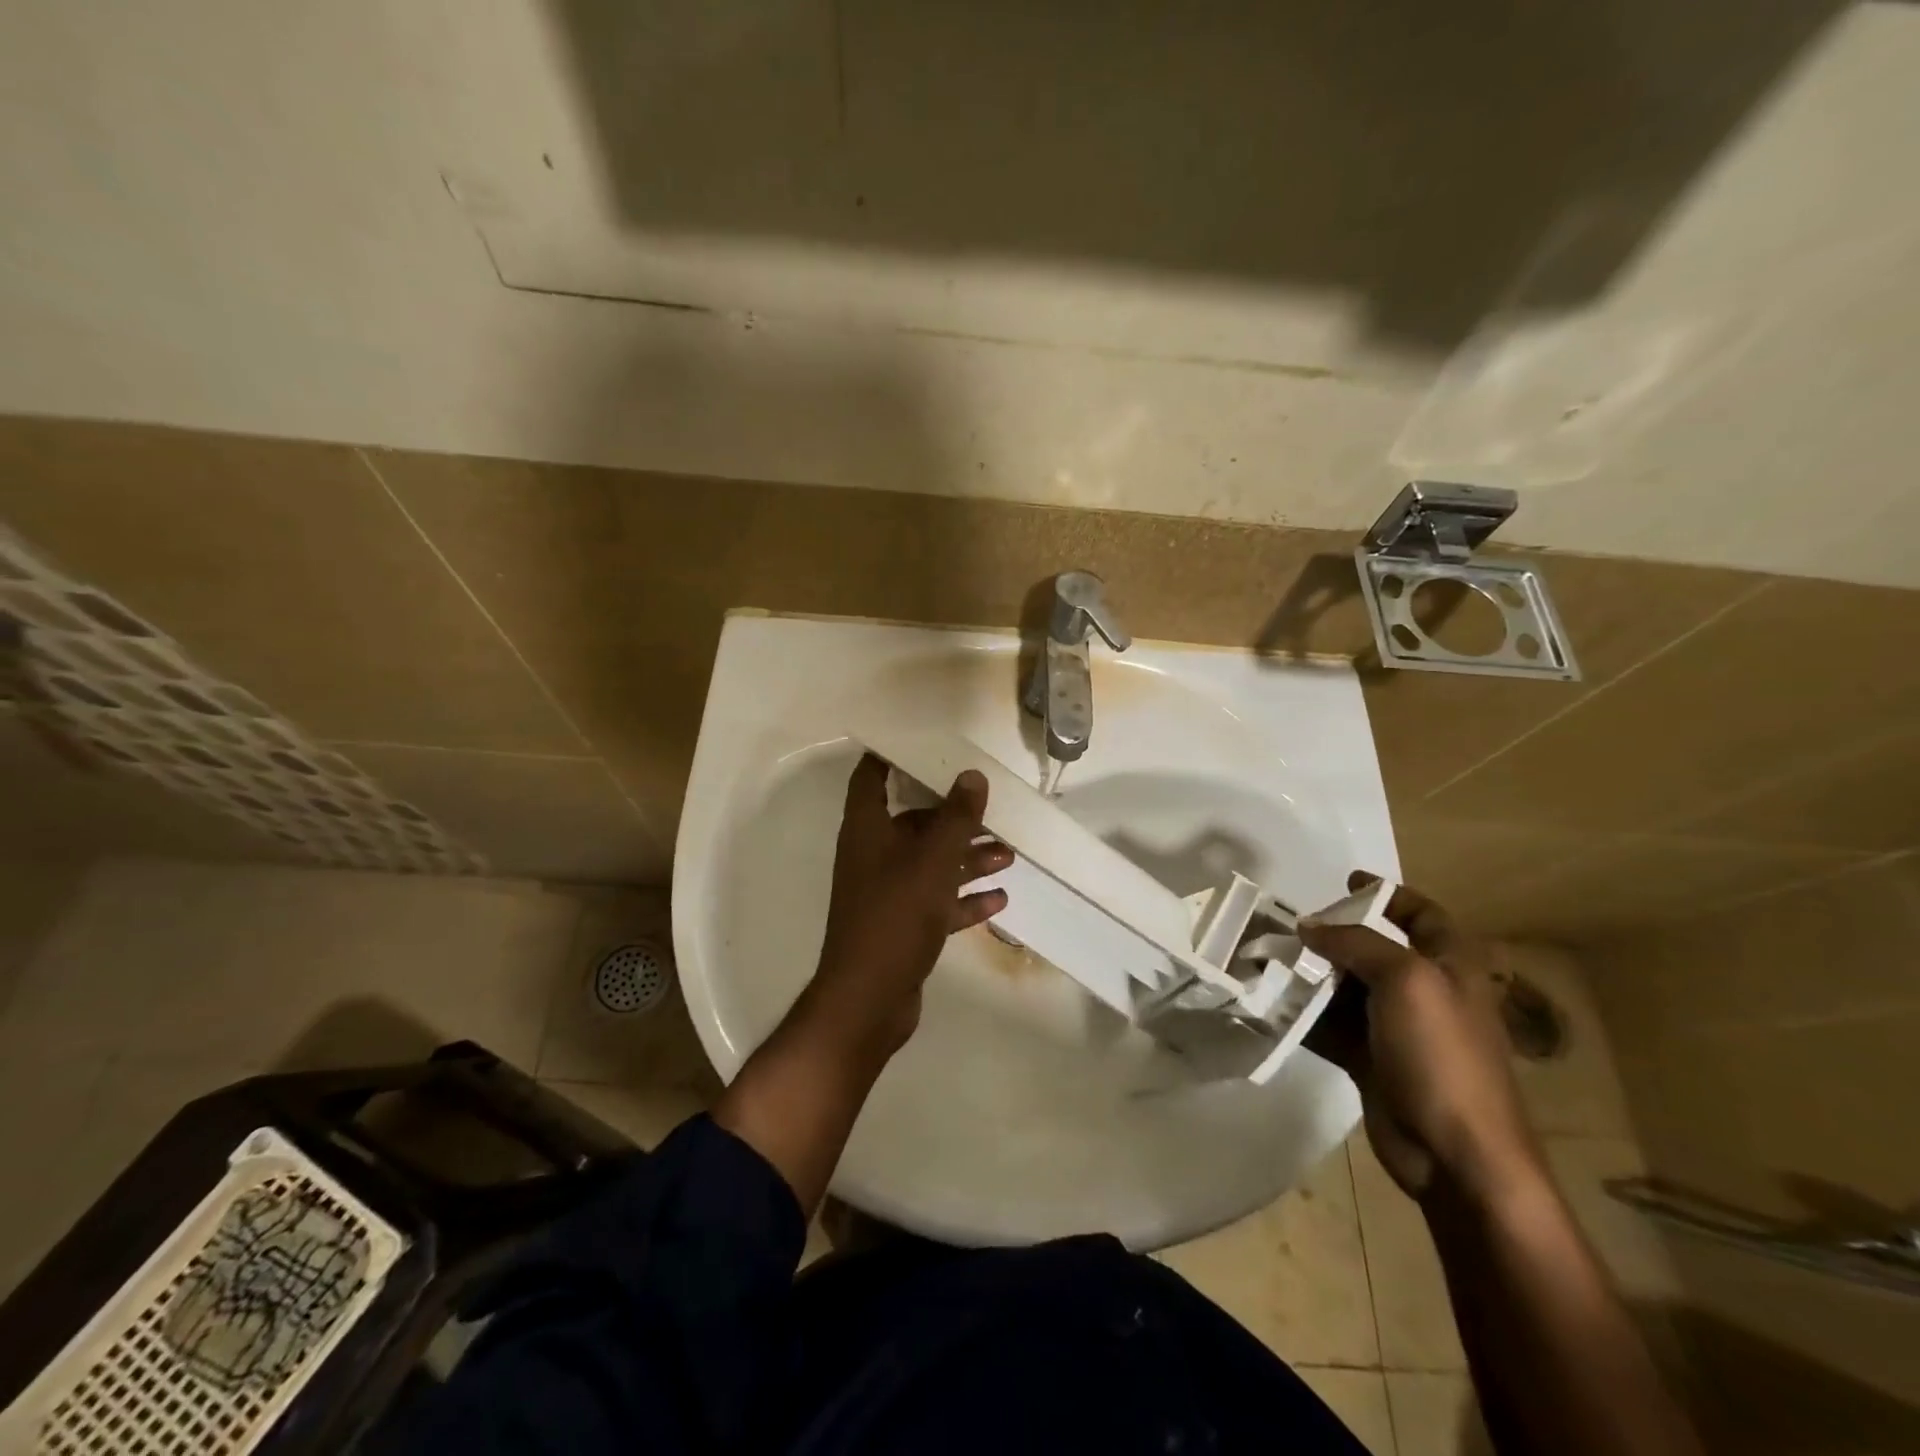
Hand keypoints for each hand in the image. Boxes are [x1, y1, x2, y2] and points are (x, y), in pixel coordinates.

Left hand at [805, 753, 1011, 1058]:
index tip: (926, 743)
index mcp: (867, 829)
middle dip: (953, 816)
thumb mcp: (932, 862)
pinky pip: (936, 901)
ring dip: (966, 857)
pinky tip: (998, 898)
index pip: (871, 777)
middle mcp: (872, 855)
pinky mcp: (901, 925)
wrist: (869, 1000)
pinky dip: (963, 898)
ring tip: (1008, 853)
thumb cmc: (895, 917)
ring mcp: (886, 892)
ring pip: (930, 863)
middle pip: (913, 822)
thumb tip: (972, 776)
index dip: (891, 756)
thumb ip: (955, 818)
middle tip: (992, 809)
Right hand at [1300, 873, 1542, 1206]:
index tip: (1347, 881)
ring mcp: (1396, 1028)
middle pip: (1372, 948)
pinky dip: (1303, 1014)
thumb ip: (1355, 943)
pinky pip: (1330, 1025)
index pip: (1422, 915)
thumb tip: (1310, 927)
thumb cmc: (1441, 1054)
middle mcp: (1424, 991)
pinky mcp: (1371, 1060)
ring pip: (1345, 987)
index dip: (1389, 894)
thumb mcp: (1405, 980)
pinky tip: (1272, 1004)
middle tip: (1286, 926)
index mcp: (1450, 965)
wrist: (1456, 1154)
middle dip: (1330, 936)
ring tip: (1266, 960)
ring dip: (1308, 975)